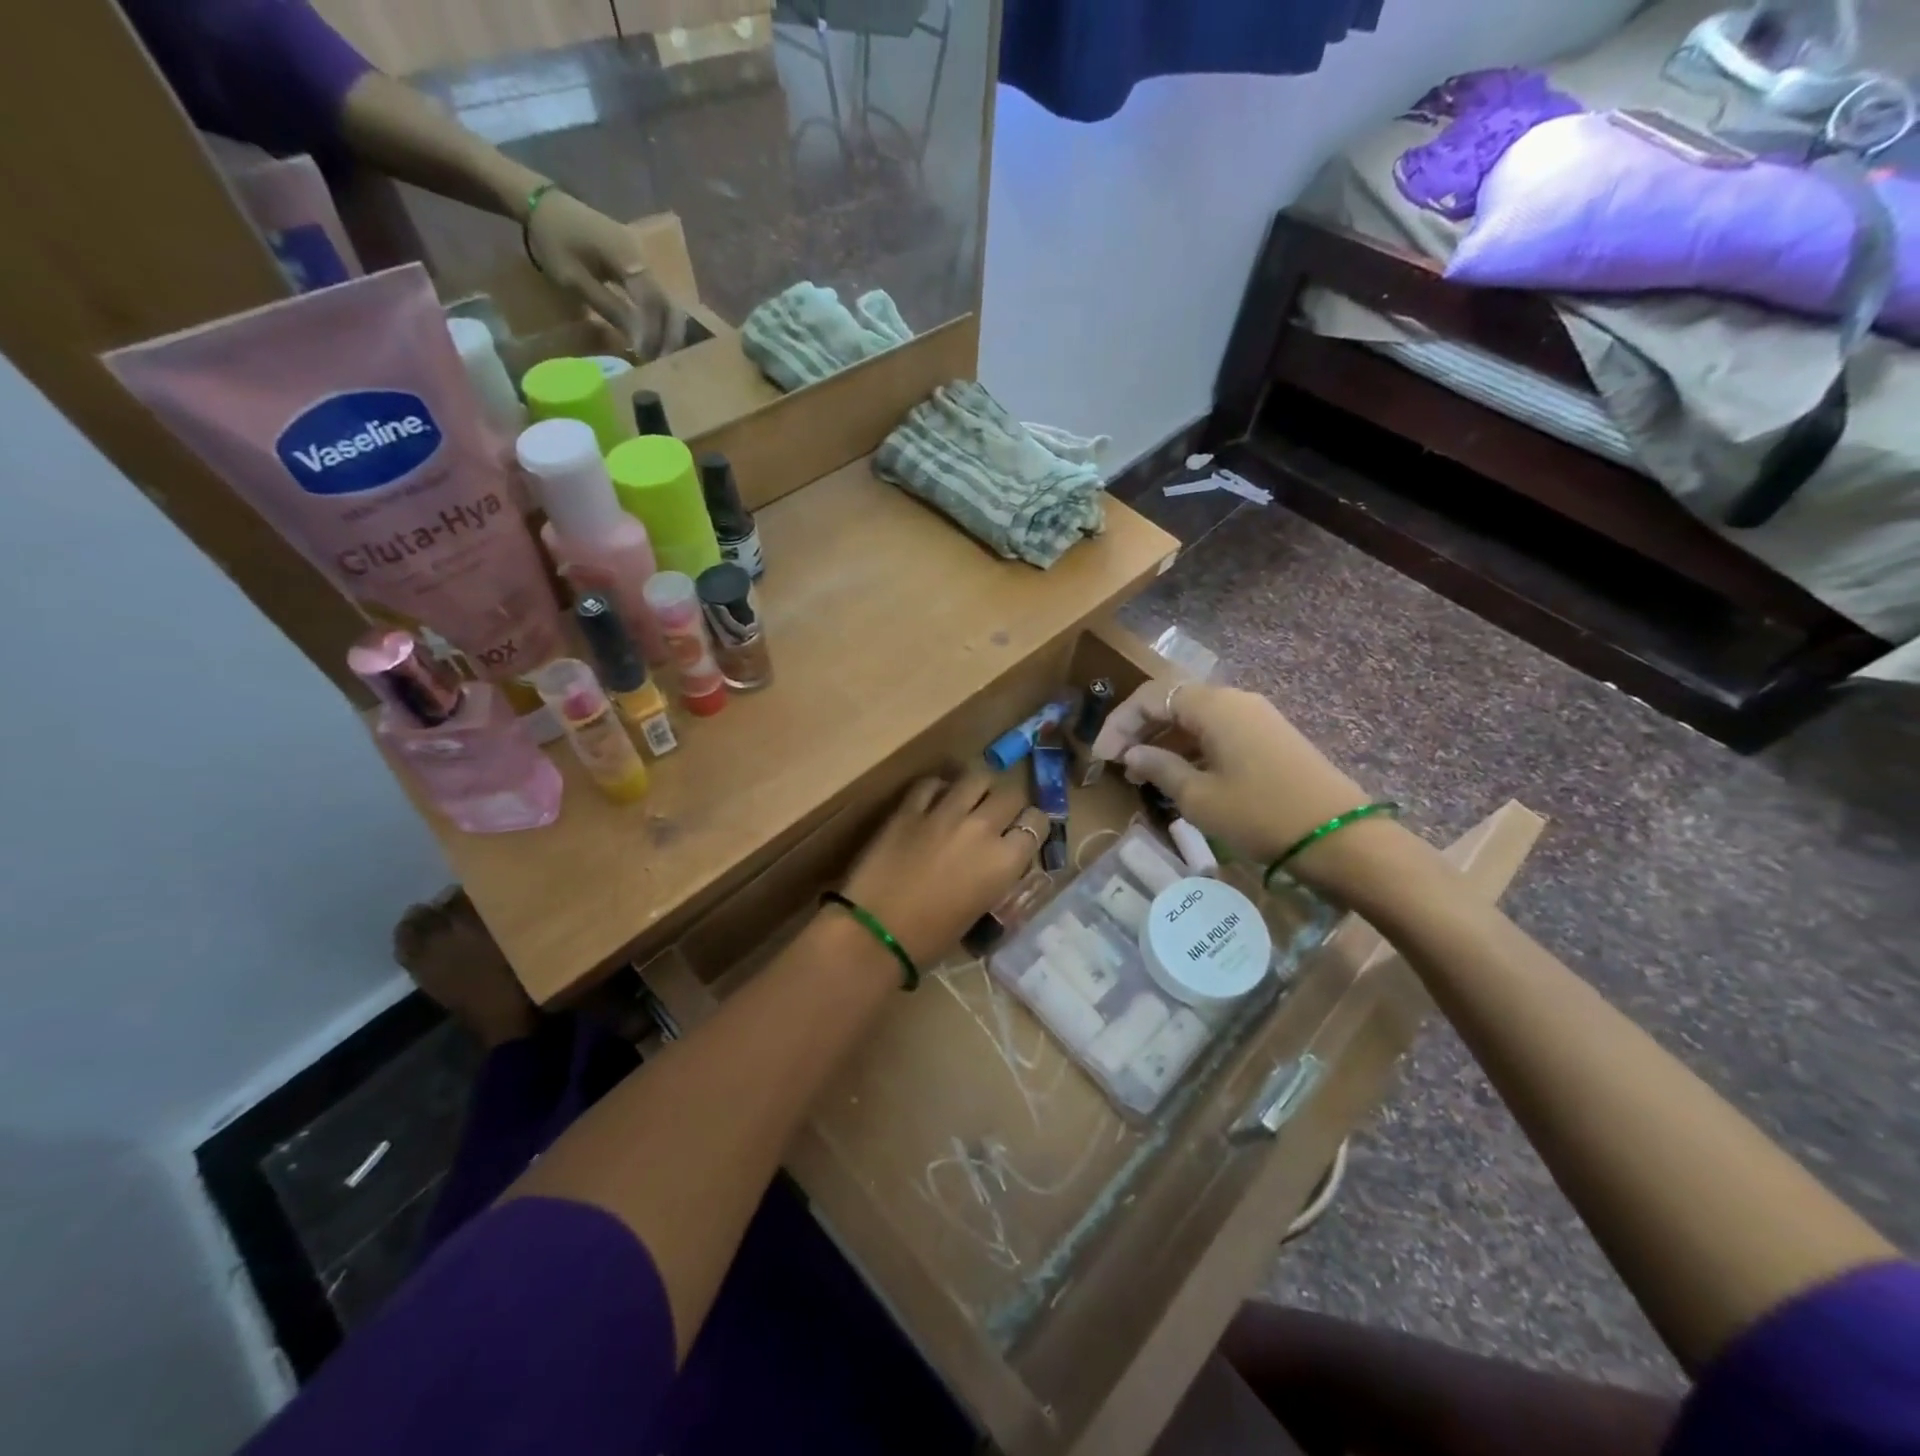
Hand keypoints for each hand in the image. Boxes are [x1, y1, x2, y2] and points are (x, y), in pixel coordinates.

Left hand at [525, 190, 691, 358]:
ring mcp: (644, 258)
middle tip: (662, 363)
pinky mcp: (639, 262)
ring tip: (659, 354)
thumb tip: (639, 341)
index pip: (652, 303)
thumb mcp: (575, 279)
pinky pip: (656, 294)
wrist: (545, 204)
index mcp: (629, 257)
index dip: (652, 333)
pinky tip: (653, 336)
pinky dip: (657, 317)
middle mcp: (644, 256)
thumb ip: (610, 308)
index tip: (647, 358)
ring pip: (665, 301)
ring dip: (665, 329)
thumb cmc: (554, 241)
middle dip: (668, 336)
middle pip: (667, 304)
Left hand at [838, 770, 1047, 967]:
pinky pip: (932, 783)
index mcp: (1004, 861)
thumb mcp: (980, 910)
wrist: (875, 933)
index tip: (1022, 834)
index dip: (1032, 827)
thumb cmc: (931, 939)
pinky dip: (938, 789)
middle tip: (998, 817)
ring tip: (971, 799)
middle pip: (1011, 794)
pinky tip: (934, 801)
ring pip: (977, 776)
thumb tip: (998, 860)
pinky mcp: (909, 808)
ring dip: (979, 787)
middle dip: (1009, 804)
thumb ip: (996, 876)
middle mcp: (981, 828)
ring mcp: (944, 813)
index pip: (1038, 823)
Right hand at [1091, 681, 1368, 867]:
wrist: (1339, 837)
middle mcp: (1235, 700)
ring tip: (1143, 776)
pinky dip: (1191, 748)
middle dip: (1140, 730)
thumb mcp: (1199, 796)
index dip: (1119, 723)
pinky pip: (1218, 732)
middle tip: (1118, 764)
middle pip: (1173, 702)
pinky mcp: (1269, 738)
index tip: (1101, 757)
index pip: (1151, 697)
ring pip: (1195, 718)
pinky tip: (1179, 777)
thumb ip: (1160, 767)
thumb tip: (1132, 754)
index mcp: (1214, 705)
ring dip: (1164, 741)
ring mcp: (1256, 718)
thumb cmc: (1260, 814)